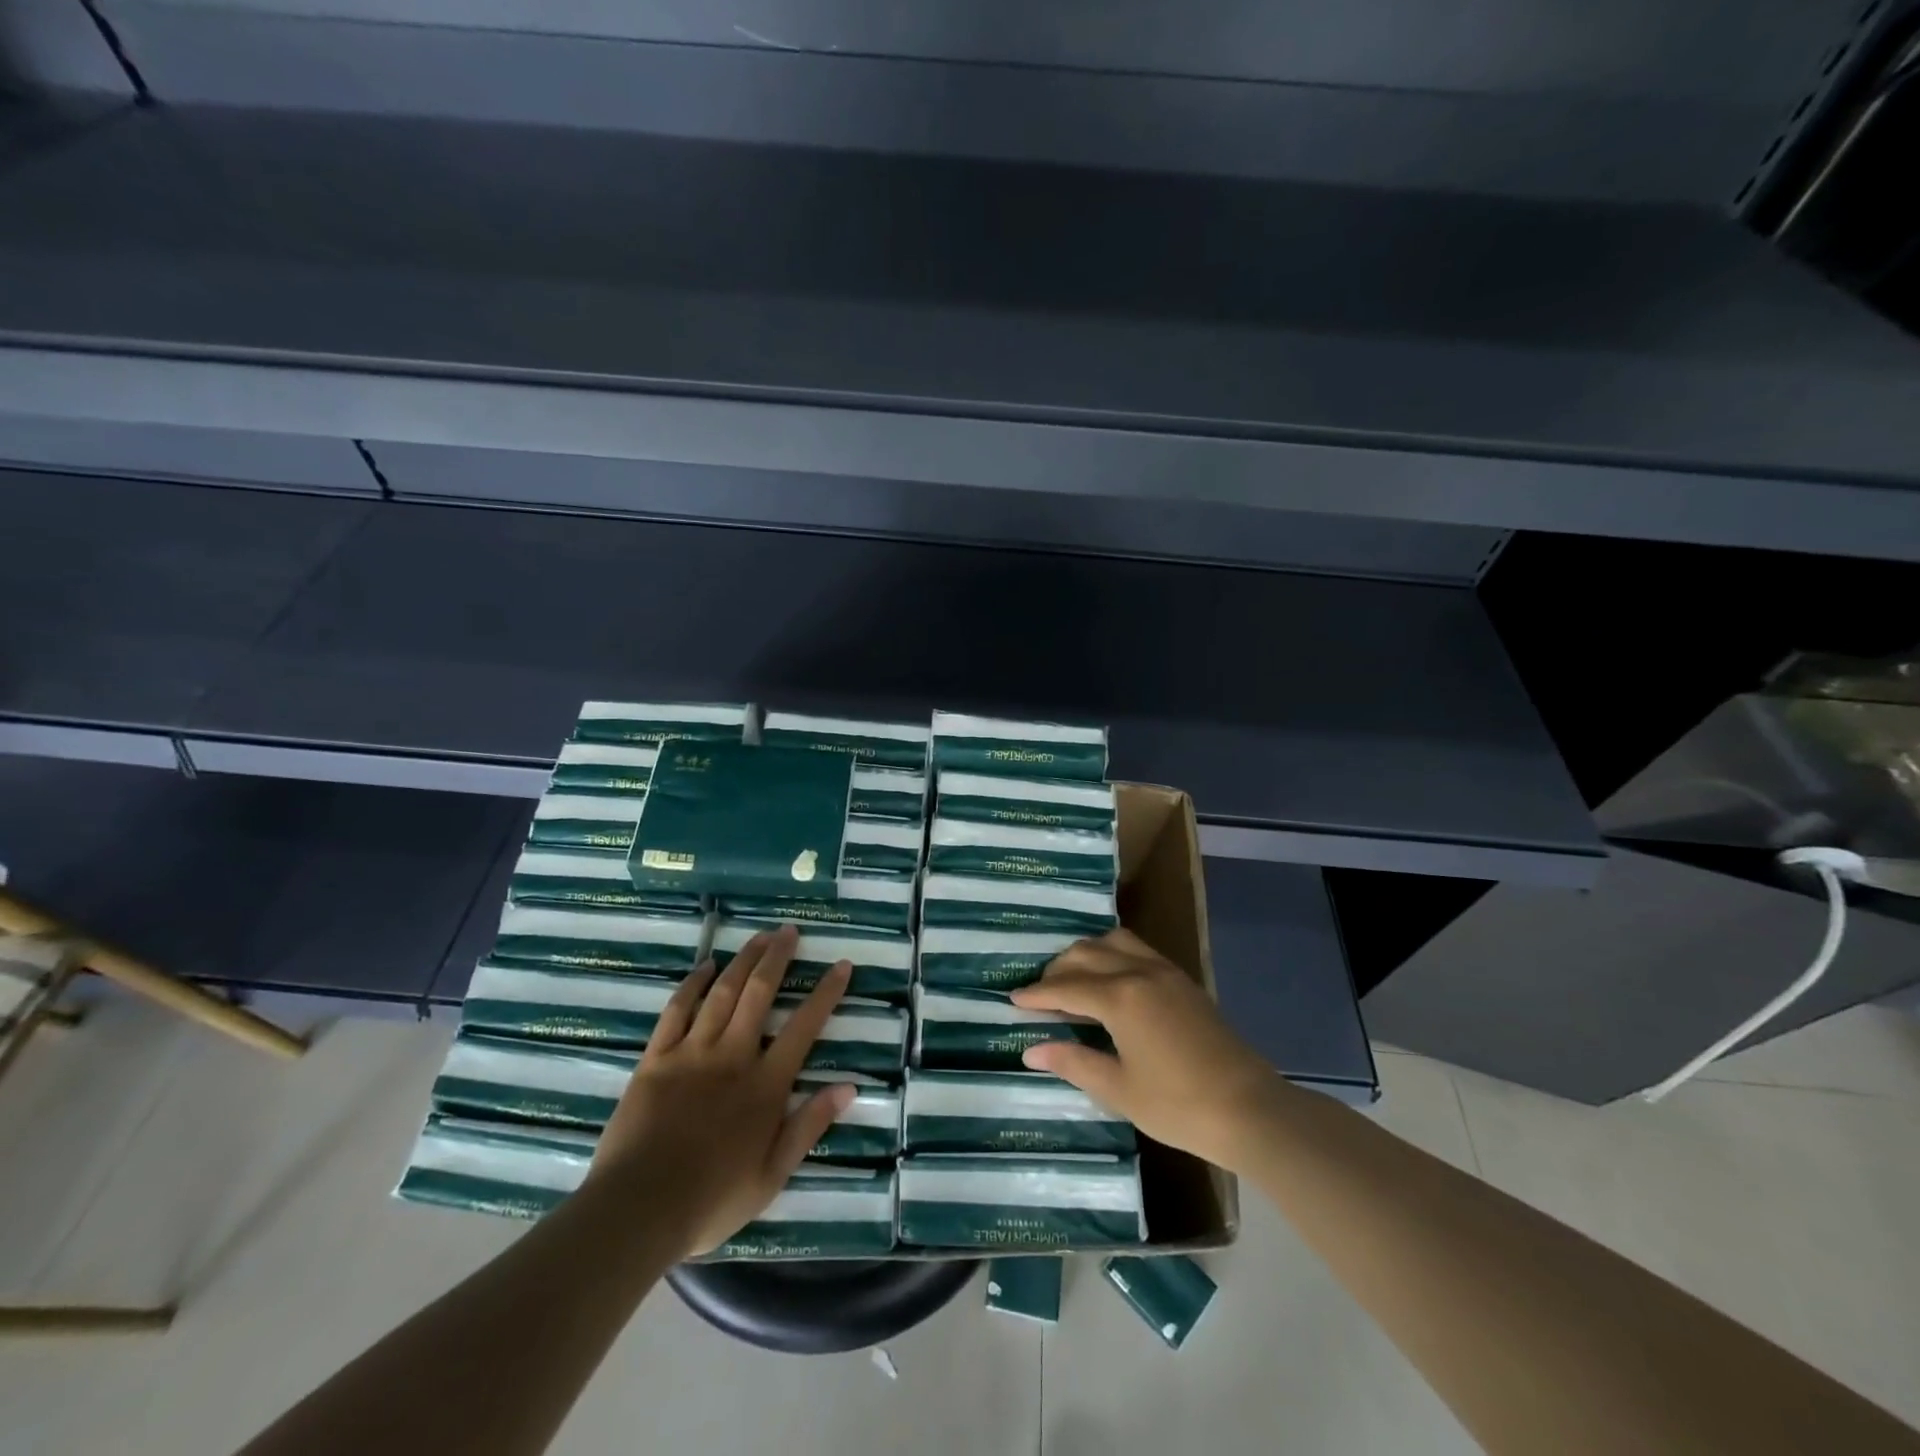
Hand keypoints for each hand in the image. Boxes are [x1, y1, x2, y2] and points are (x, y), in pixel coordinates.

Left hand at [587, 925, 854, 1257]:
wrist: (637, 1211)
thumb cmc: (711, 1200)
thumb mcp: (772, 1175)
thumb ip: (809, 1126)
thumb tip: (848, 1086)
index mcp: (765, 1084)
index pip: (804, 1026)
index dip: (826, 993)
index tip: (841, 964)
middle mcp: (733, 1056)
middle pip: (759, 993)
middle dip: (778, 957)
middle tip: (790, 931)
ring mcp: (692, 1052)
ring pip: (723, 992)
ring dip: (743, 960)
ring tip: (759, 936)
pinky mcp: (656, 1058)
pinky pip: (677, 1010)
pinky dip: (693, 984)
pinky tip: (705, 966)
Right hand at [1010, 928, 1284, 1172]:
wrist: (1250, 1109)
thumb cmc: (1178, 1105)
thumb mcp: (1118, 1089)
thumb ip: (1073, 1061)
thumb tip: (1032, 1049)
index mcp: (1120, 997)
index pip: (1066, 987)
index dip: (1036, 993)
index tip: (1012, 998)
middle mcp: (1139, 972)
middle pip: (1086, 954)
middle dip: (1057, 970)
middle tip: (1039, 993)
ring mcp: (1165, 972)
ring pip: (1113, 942)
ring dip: (1086, 954)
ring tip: (1072, 979)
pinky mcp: (1183, 981)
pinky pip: (1138, 950)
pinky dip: (1113, 955)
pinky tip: (1110, 979)